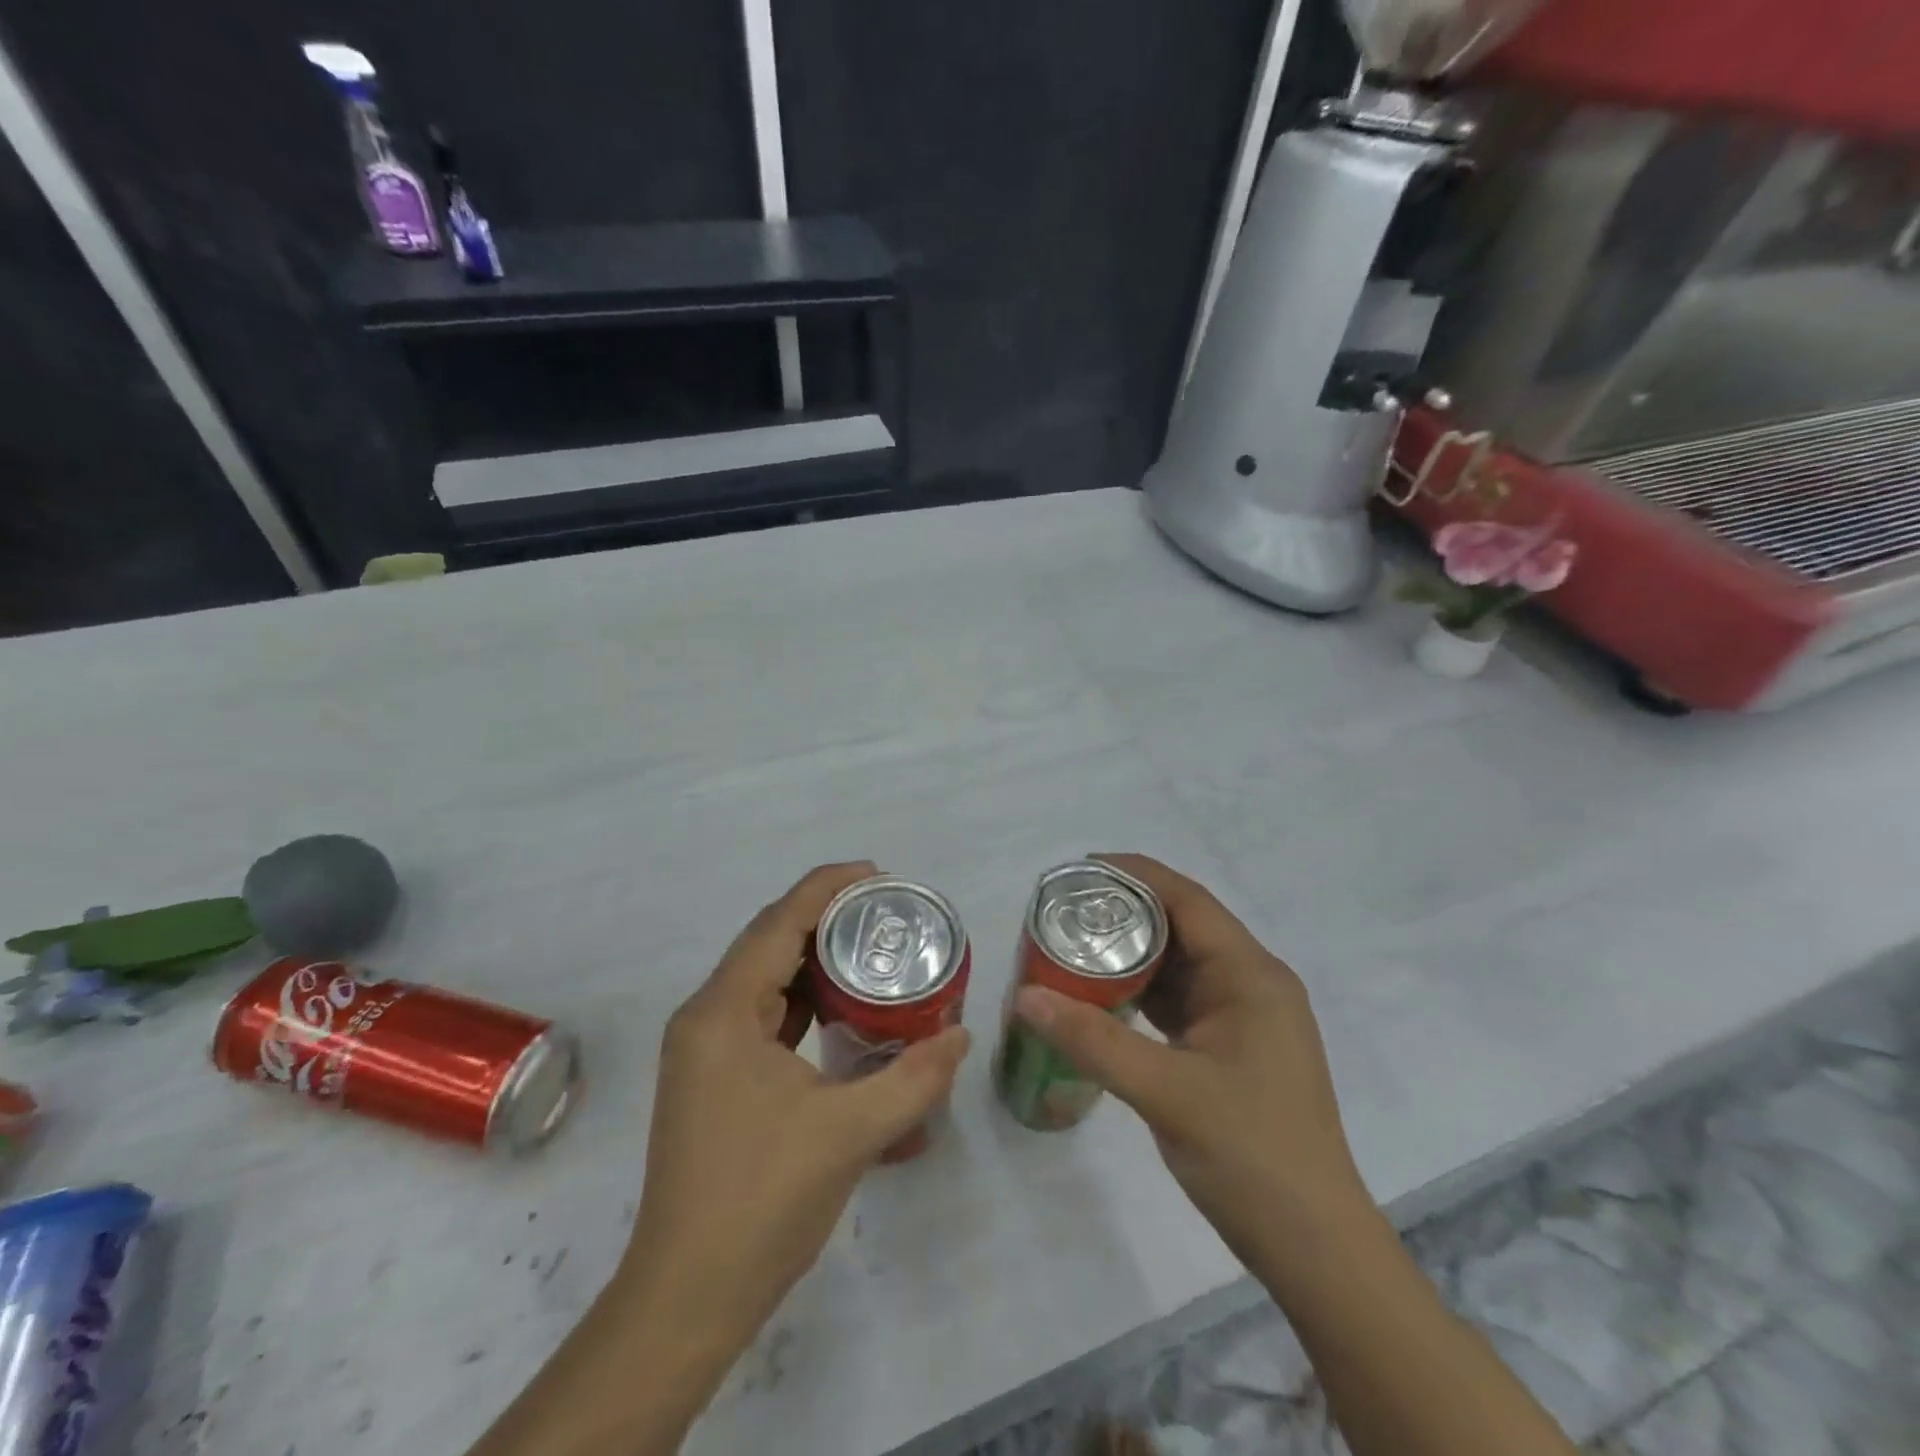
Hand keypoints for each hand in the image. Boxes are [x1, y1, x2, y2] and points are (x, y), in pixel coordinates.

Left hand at [616, 861, 971, 1377]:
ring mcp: (704, 1049)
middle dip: (825, 916)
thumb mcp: (850, 1133)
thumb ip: (914, 1078)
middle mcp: (705, 1018)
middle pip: (768, 941)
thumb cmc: (762, 1202)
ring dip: (813, 956)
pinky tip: (841, 1004)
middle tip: (886, 911)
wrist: (687, 1296)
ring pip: (763, 977)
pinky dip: (801, 996)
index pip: (778, 923)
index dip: (827, 887)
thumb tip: (961, 1036)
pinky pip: (761, 1012)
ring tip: (871, 946)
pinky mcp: (712, 1076)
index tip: (878, 874)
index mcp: (723, 1013)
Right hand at [1011, 854, 1371, 1276]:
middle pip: (1181, 927)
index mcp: (1250, 975)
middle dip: (1123, 915)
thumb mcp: (1166, 1092)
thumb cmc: (1251, 1155)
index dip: (1134, 874)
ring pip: (1178, 966)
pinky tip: (1100, 997)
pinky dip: (1140, 993)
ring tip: (1070, 947)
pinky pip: (1178, 1002)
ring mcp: (1242, 1017)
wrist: (1313, 1246)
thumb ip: (1093, 1041)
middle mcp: (1250, 983)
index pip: (1187, 900)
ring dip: (1130, 956)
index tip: (1078, 870)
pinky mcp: (1230, 1047)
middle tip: (1062, 913)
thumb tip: (1025, 997)